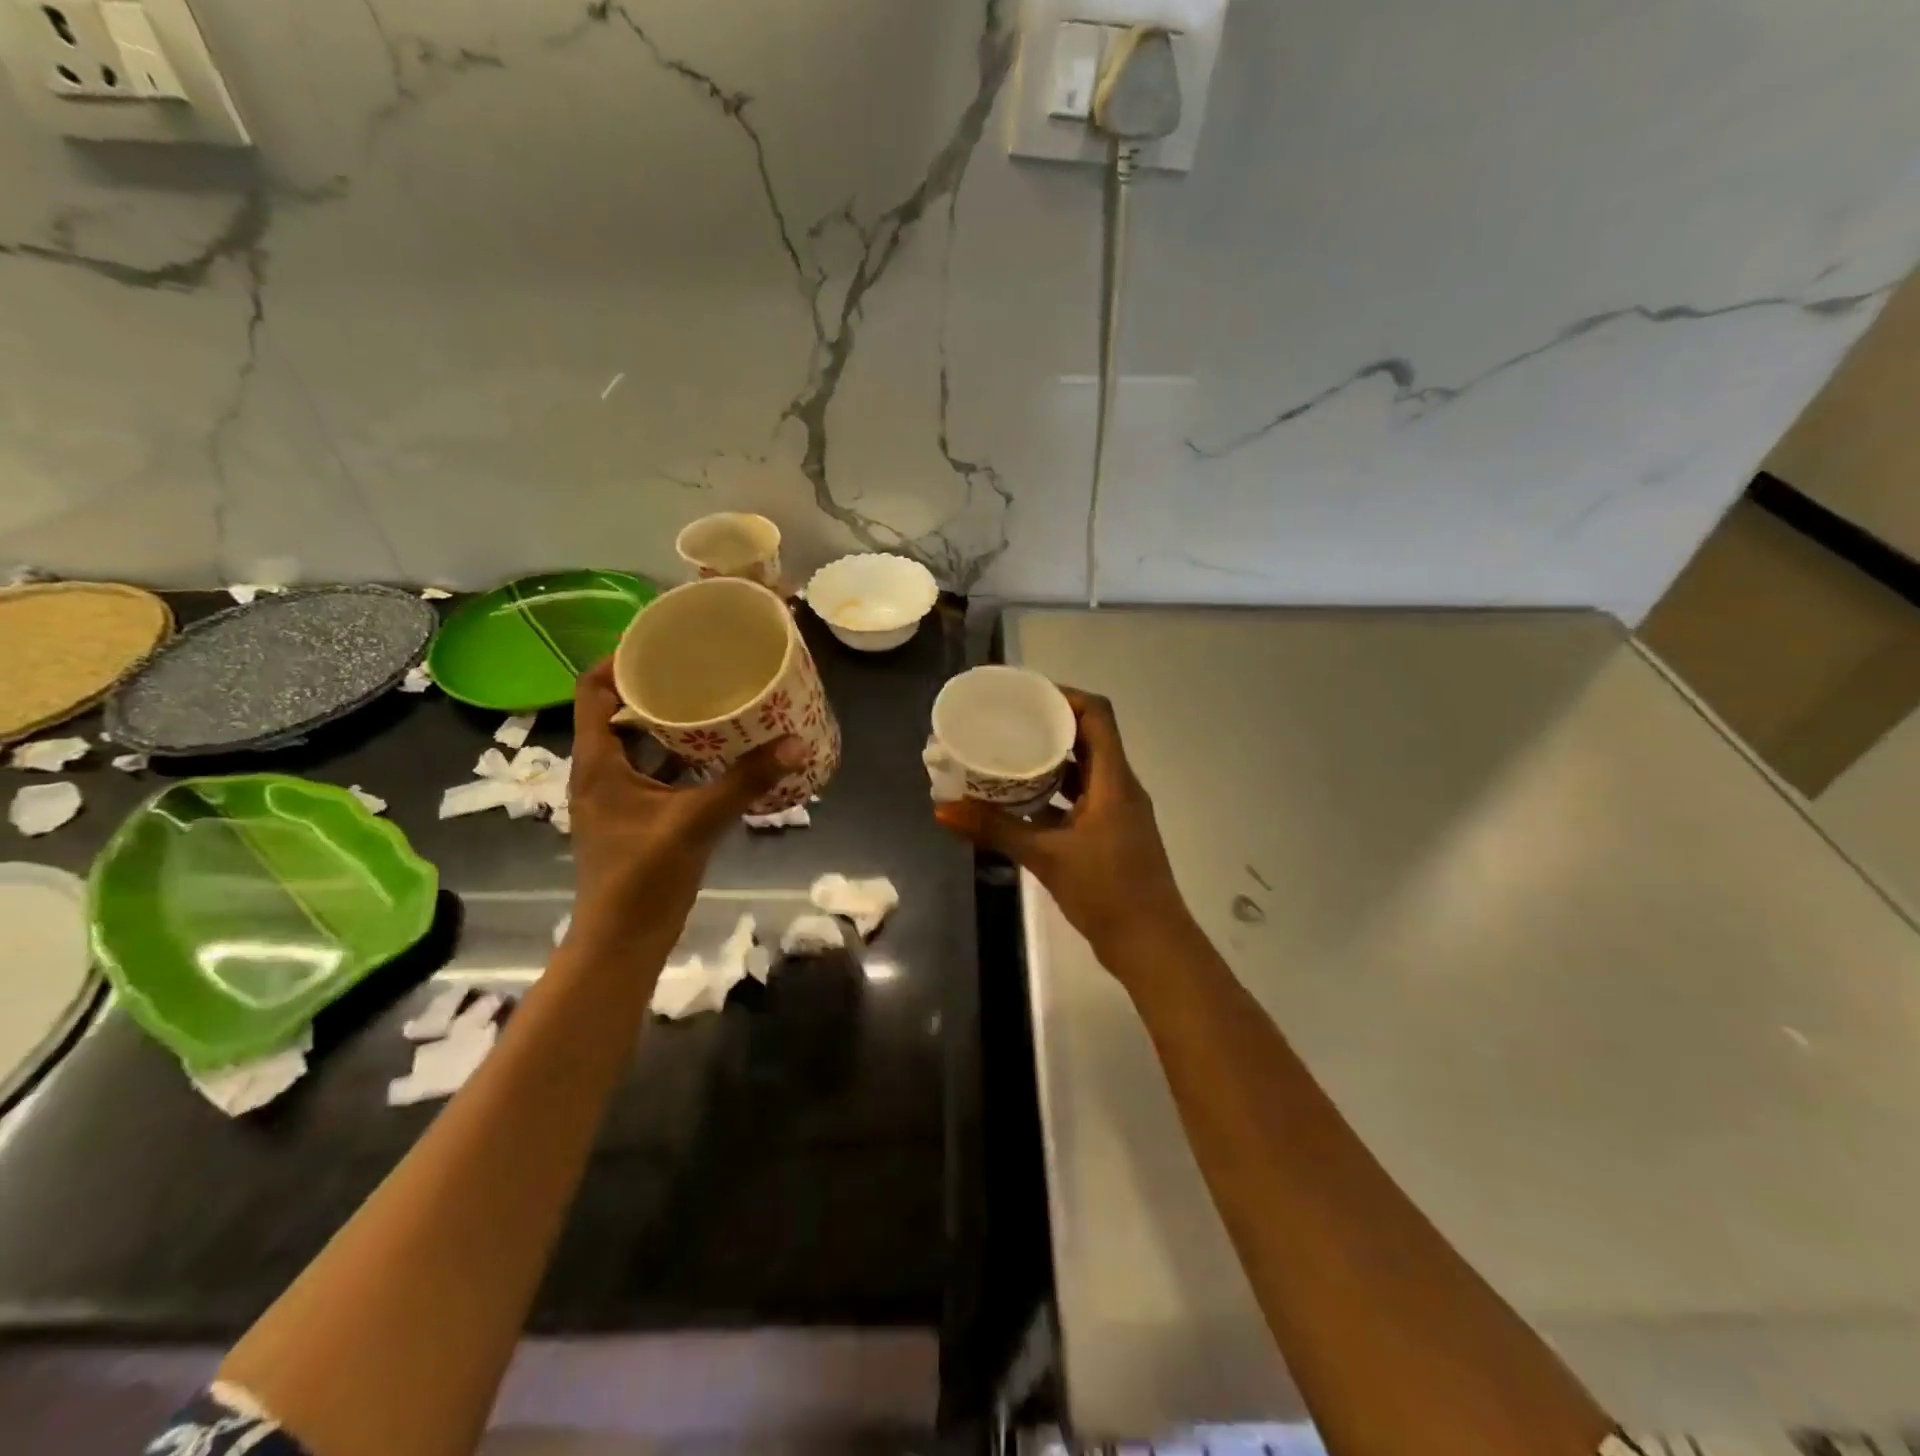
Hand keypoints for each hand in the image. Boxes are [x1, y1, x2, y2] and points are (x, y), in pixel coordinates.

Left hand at [567, 660, 804, 954]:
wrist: (622, 942)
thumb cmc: (642, 879)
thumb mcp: (696, 823)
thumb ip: (745, 782)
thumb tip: (795, 742)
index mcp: (598, 763)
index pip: (593, 691)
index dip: (619, 659)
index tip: (661, 641)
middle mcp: (601, 771)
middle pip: (619, 711)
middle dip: (656, 685)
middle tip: (700, 665)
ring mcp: (618, 795)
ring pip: (640, 742)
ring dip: (671, 720)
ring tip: (714, 697)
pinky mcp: (638, 816)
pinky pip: (658, 769)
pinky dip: (683, 755)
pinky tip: (720, 751)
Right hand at [935, 686, 1190, 966]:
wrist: (1150, 944)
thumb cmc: (1106, 891)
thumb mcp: (1046, 856)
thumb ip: (995, 830)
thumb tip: (942, 810)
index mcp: (1114, 780)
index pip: (1097, 715)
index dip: (1065, 697)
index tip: (1026, 695)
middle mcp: (1119, 787)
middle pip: (1088, 739)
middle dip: (1049, 726)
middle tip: (1006, 723)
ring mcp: (1116, 812)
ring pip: (1083, 771)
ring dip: (1049, 761)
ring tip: (1007, 756)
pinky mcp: (1109, 835)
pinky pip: (1080, 799)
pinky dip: (1053, 795)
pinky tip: (1020, 803)